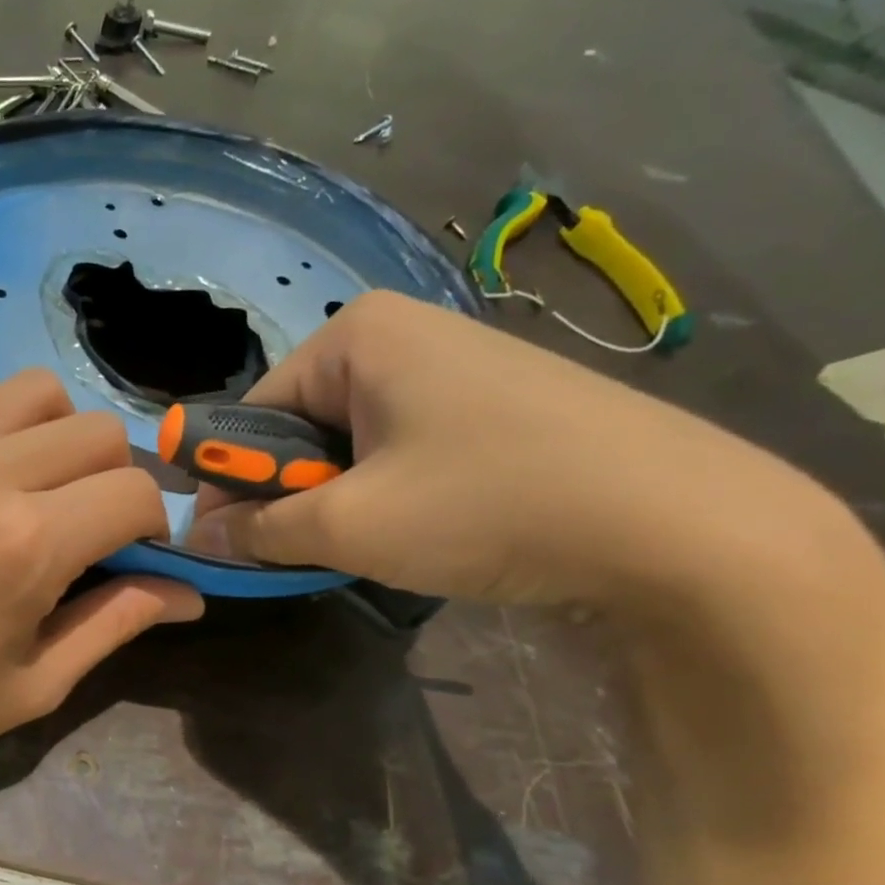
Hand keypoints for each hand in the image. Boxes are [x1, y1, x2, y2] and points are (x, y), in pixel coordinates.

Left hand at [0, 361, 201, 824]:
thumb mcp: (34, 684)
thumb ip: (118, 622)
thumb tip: (189, 592)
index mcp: (27, 544)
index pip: (135, 491)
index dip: (152, 524)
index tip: (134, 552)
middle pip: (95, 431)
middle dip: (111, 478)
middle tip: (86, 526)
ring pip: (31, 391)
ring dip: (54, 434)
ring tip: (33, 485)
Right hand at [186, 291, 846, 607]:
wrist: (690, 529)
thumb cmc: (489, 505)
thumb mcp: (350, 526)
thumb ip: (258, 530)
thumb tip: (195, 538)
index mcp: (356, 336)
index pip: (252, 414)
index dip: (231, 482)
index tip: (226, 541)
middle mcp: (401, 334)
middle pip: (301, 426)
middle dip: (292, 493)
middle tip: (302, 551)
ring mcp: (456, 366)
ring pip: (352, 443)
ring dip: (339, 500)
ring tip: (370, 546)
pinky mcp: (496, 404)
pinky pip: (403, 447)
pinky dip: (388, 494)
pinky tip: (422, 531)